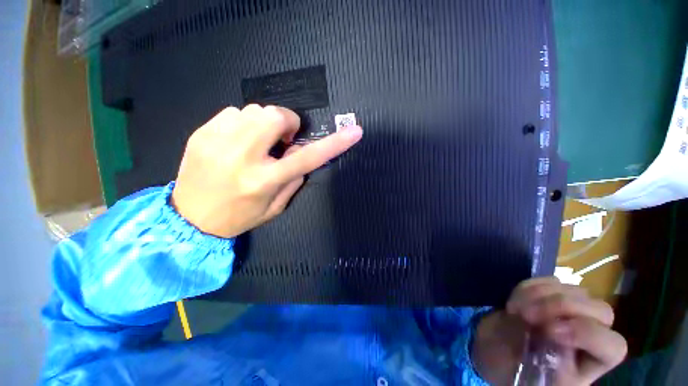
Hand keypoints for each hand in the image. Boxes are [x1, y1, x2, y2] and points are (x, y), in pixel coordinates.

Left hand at [171, 105, 362, 237]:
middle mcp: (241, 156)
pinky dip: (243, 122)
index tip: (354, 132)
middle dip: (287, 122)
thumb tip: (298, 154)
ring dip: (264, 124)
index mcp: (264, 180)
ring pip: (254, 110)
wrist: (189, 218)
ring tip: (257, 143)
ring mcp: (217, 141)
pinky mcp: (201, 133)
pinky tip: (237, 140)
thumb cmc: (238, 217)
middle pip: (275, 116)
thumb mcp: (275, 207)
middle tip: (282, 140)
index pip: (307, 157)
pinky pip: (233, 112)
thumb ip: (293, 179)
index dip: (334, 143)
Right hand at [472, 277, 626, 385]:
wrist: (499, 351)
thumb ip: (545, 355)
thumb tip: (538, 328)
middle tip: (527, 315)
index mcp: (592, 364)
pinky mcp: (553, 295)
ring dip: (540, 295)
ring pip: (576, 291)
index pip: (613, 346)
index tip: (547, 332)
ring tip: (514, 310)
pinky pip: (550, 281)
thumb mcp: (532, 375)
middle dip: (562, 307)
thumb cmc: (517, 371)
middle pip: (601, 311)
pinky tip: (515, 301)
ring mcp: (575, 311)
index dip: (586, 334)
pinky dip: (529, 287)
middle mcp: (592, 335)